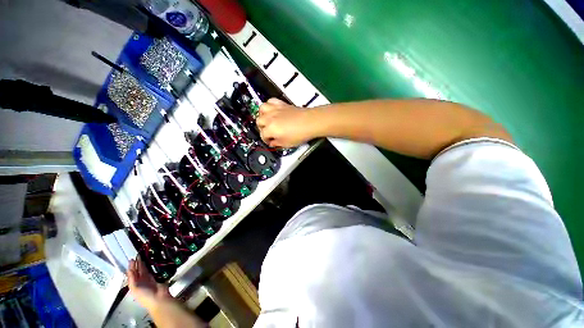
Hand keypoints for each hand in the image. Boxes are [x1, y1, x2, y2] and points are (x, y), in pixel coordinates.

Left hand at [127, 258, 171, 309]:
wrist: (158, 298)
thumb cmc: (144, 295)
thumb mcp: (135, 287)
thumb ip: (132, 278)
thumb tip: (129, 268)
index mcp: (134, 284)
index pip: (131, 274)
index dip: (131, 266)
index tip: (131, 258)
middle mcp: (140, 281)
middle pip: (138, 271)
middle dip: (137, 263)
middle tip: (137, 255)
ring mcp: (148, 279)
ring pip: (145, 269)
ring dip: (144, 263)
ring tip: (144, 256)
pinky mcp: (156, 277)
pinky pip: (152, 270)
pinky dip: (151, 265)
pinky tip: (151, 261)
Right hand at [256, 98, 316, 147]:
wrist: (310, 122)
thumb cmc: (300, 133)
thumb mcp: (287, 144)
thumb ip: (277, 143)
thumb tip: (273, 142)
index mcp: (270, 129)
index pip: (262, 135)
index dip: (266, 140)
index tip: (270, 142)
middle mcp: (270, 118)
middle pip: (259, 121)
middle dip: (262, 128)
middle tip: (268, 133)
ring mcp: (275, 109)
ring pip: (261, 109)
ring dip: (262, 115)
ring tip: (267, 120)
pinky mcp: (282, 104)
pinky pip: (271, 101)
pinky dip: (269, 105)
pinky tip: (272, 111)